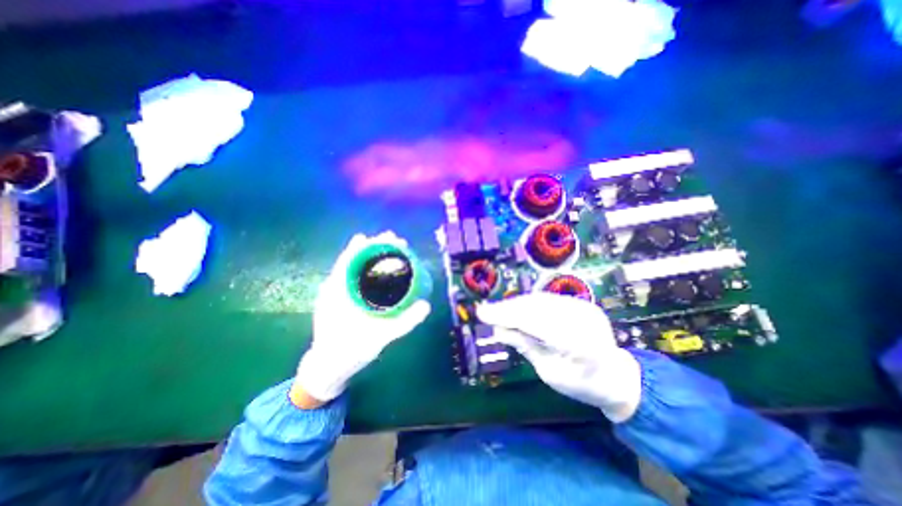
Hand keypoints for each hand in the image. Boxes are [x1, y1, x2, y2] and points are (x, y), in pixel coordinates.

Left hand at [291, 230, 425, 404]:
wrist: (326, 369)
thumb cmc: (349, 353)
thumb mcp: (378, 339)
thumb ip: (403, 323)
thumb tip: (426, 305)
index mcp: (338, 292)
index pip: (351, 259)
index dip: (368, 245)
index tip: (387, 237)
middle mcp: (334, 288)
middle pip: (354, 259)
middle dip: (374, 247)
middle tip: (396, 240)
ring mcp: (336, 293)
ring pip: (353, 267)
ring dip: (371, 256)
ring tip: (391, 249)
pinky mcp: (340, 300)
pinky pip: (354, 278)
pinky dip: (367, 269)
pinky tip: (380, 270)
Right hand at [479, 292, 641, 423]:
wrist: (616, 376)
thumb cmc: (582, 384)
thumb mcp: (550, 373)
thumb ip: (525, 346)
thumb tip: (498, 330)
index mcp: (580, 344)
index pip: (535, 322)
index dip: (506, 315)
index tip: (482, 314)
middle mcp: (584, 319)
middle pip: (536, 307)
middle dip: (508, 308)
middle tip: (485, 312)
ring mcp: (584, 307)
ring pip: (540, 300)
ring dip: (515, 304)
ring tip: (497, 311)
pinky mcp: (581, 302)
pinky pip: (548, 300)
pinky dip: (528, 304)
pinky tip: (515, 308)